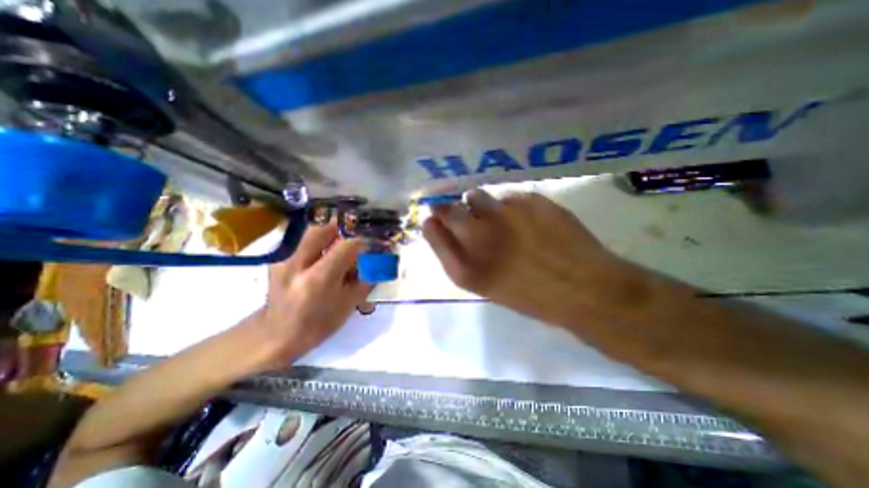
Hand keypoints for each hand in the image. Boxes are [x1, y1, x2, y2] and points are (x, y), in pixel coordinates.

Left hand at [251, 222, 373, 366]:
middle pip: (322, 228)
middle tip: (357, 230)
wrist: (276, 335)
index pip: (346, 246)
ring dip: (330, 230)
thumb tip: (380, 262)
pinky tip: (326, 250)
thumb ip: (366, 280)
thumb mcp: (348, 305)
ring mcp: (284, 260)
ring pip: (310, 231)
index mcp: (318, 279)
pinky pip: (304, 239)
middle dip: (343, 225)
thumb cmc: (318, 325)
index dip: (363, 240)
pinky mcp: (278, 259)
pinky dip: (320, 239)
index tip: (374, 240)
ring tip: (343, 238)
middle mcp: (297, 264)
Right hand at [420, 193, 651, 325]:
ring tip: (496, 216)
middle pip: (448, 210)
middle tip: (457, 210)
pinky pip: (508, 196)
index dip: (432, 224)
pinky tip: (527, 220)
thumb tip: (445, 228)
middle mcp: (481, 237)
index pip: (434, 233)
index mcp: (469, 268)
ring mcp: (506, 215)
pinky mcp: (531, 200)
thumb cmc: (533, 296)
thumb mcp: (488, 287)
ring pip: (477, 196)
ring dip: (479, 204)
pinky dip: (510, 205)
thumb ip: (462, 258)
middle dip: (448, 208)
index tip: (433, 219)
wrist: (586, 289)